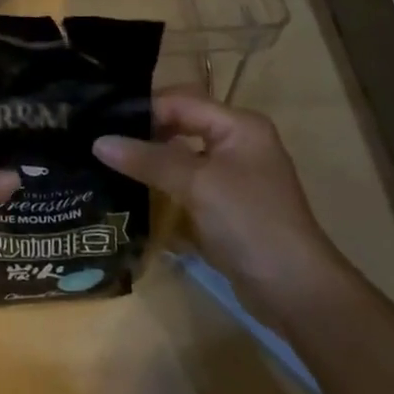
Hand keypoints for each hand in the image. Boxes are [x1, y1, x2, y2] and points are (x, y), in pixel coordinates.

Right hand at [94, 89, 342, 319]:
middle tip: (101, 140)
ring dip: (151, 159)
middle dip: (144, 132)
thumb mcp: (196, 184)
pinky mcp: (225, 205)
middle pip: (181, 124)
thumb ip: (148, 160)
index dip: (143, 109)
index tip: (102, 121)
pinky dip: (162, 184)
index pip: (181, 101)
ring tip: (109, 162)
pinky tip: (132, 190)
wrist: (296, 292)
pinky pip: (186, 182)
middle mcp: (237, 142)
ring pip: (181, 155)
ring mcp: (232, 175)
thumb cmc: (250, 223)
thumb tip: (98, 142)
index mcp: (238, 125)